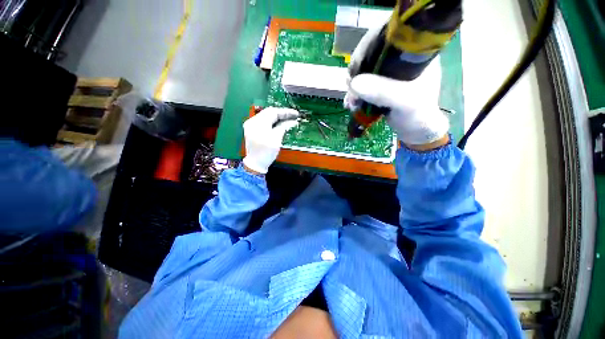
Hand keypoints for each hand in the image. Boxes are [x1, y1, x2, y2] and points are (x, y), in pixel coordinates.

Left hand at [242, 107, 299, 173]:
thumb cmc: (266, 152)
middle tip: (293, 116)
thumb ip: (284, 127)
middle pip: (269, 112)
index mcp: (258, 123)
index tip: (296, 114)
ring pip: (266, 116)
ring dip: (277, 117)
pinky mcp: (252, 129)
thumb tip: (293, 121)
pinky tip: (279, 123)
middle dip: (282, 113)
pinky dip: (272, 121)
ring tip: (288, 119)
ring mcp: (251, 125)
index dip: (286, 112)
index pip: (273, 112)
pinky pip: (263, 121)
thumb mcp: (276, 139)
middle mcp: (252, 121)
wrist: (255, 164)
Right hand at [345, 25, 449, 148]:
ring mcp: (389, 72)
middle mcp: (400, 58)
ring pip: (364, 70)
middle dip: (357, 72)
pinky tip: (351, 104)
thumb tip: (354, 83)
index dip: (368, 46)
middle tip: (350, 88)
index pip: (388, 35)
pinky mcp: (380, 85)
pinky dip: (355, 94)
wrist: (415, 130)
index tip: (356, 67)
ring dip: (353, 87)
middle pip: (371, 53)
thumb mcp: (404, 101)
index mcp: (414, 51)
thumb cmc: (418, 114)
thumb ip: (383, 91)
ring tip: (351, 103)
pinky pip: (363, 84)